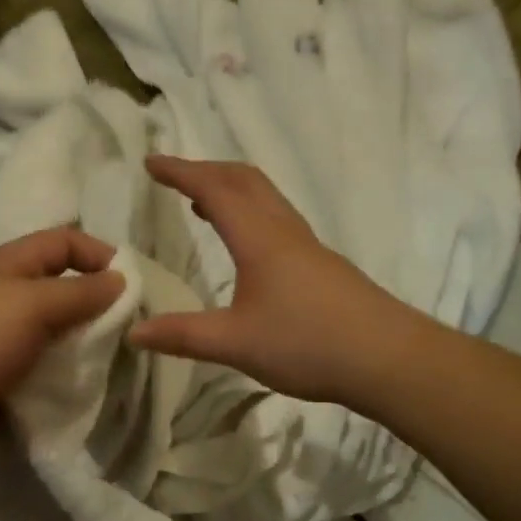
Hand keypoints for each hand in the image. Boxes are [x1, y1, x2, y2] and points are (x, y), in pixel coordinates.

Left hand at [0, 227, 124, 464]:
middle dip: (92, 302)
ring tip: (111, 357)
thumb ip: (79, 292)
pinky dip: (59, 372)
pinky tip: (81, 384)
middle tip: (128, 325)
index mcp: (1, 264)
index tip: (132, 281)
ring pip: (48, 331)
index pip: (59, 242)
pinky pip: (37, 366)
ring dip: (78, 341)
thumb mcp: (31, 305)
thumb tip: (120, 279)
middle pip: (55, 287)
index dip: (97, 253)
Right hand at [128, 155, 410, 403]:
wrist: (387, 358)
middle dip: (207, 171)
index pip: (214, 190)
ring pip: (267, 199)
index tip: (151, 161)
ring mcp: (309, 247)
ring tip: (204, 204)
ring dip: (232, 190)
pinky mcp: (324, 267)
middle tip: (176, 176)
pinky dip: (252, 214)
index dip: (181, 172)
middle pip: (245, 181)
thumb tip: (133, 332)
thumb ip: (183, 336)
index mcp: (259, 239)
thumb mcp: (235, 343)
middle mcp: (285, 232)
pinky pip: (280, 221)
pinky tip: (250, 247)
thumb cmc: (307, 344)